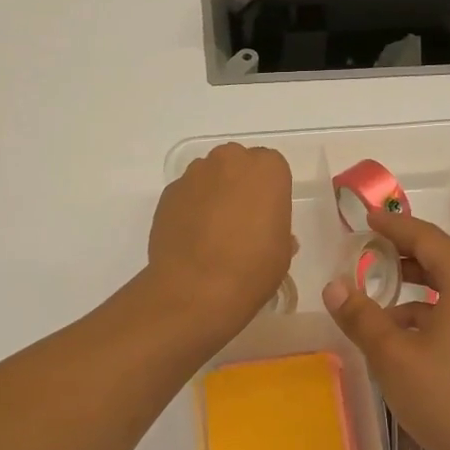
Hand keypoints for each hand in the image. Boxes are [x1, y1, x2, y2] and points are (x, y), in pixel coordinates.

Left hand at [146, 143, 294, 337]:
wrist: (195, 289)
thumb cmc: (252, 268)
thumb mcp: (281, 252)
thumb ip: (277, 229)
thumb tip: (266, 231)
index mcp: (266, 169)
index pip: (272, 167)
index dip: (270, 191)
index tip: (267, 215)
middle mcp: (229, 160)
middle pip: (237, 164)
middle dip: (240, 184)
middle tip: (242, 220)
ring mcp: (193, 175)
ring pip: (209, 177)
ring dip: (213, 194)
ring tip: (213, 232)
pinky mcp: (168, 194)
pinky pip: (186, 194)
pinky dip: (190, 208)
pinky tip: (192, 238)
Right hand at [323, 209, 449, 449]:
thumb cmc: (447, 400)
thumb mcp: (392, 357)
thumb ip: (361, 316)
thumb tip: (333, 286)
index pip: (429, 238)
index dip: (396, 227)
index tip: (370, 219)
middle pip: (449, 257)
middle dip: (411, 252)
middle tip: (377, 251)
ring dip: (424, 284)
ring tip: (388, 294)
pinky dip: (440, 308)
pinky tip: (413, 333)